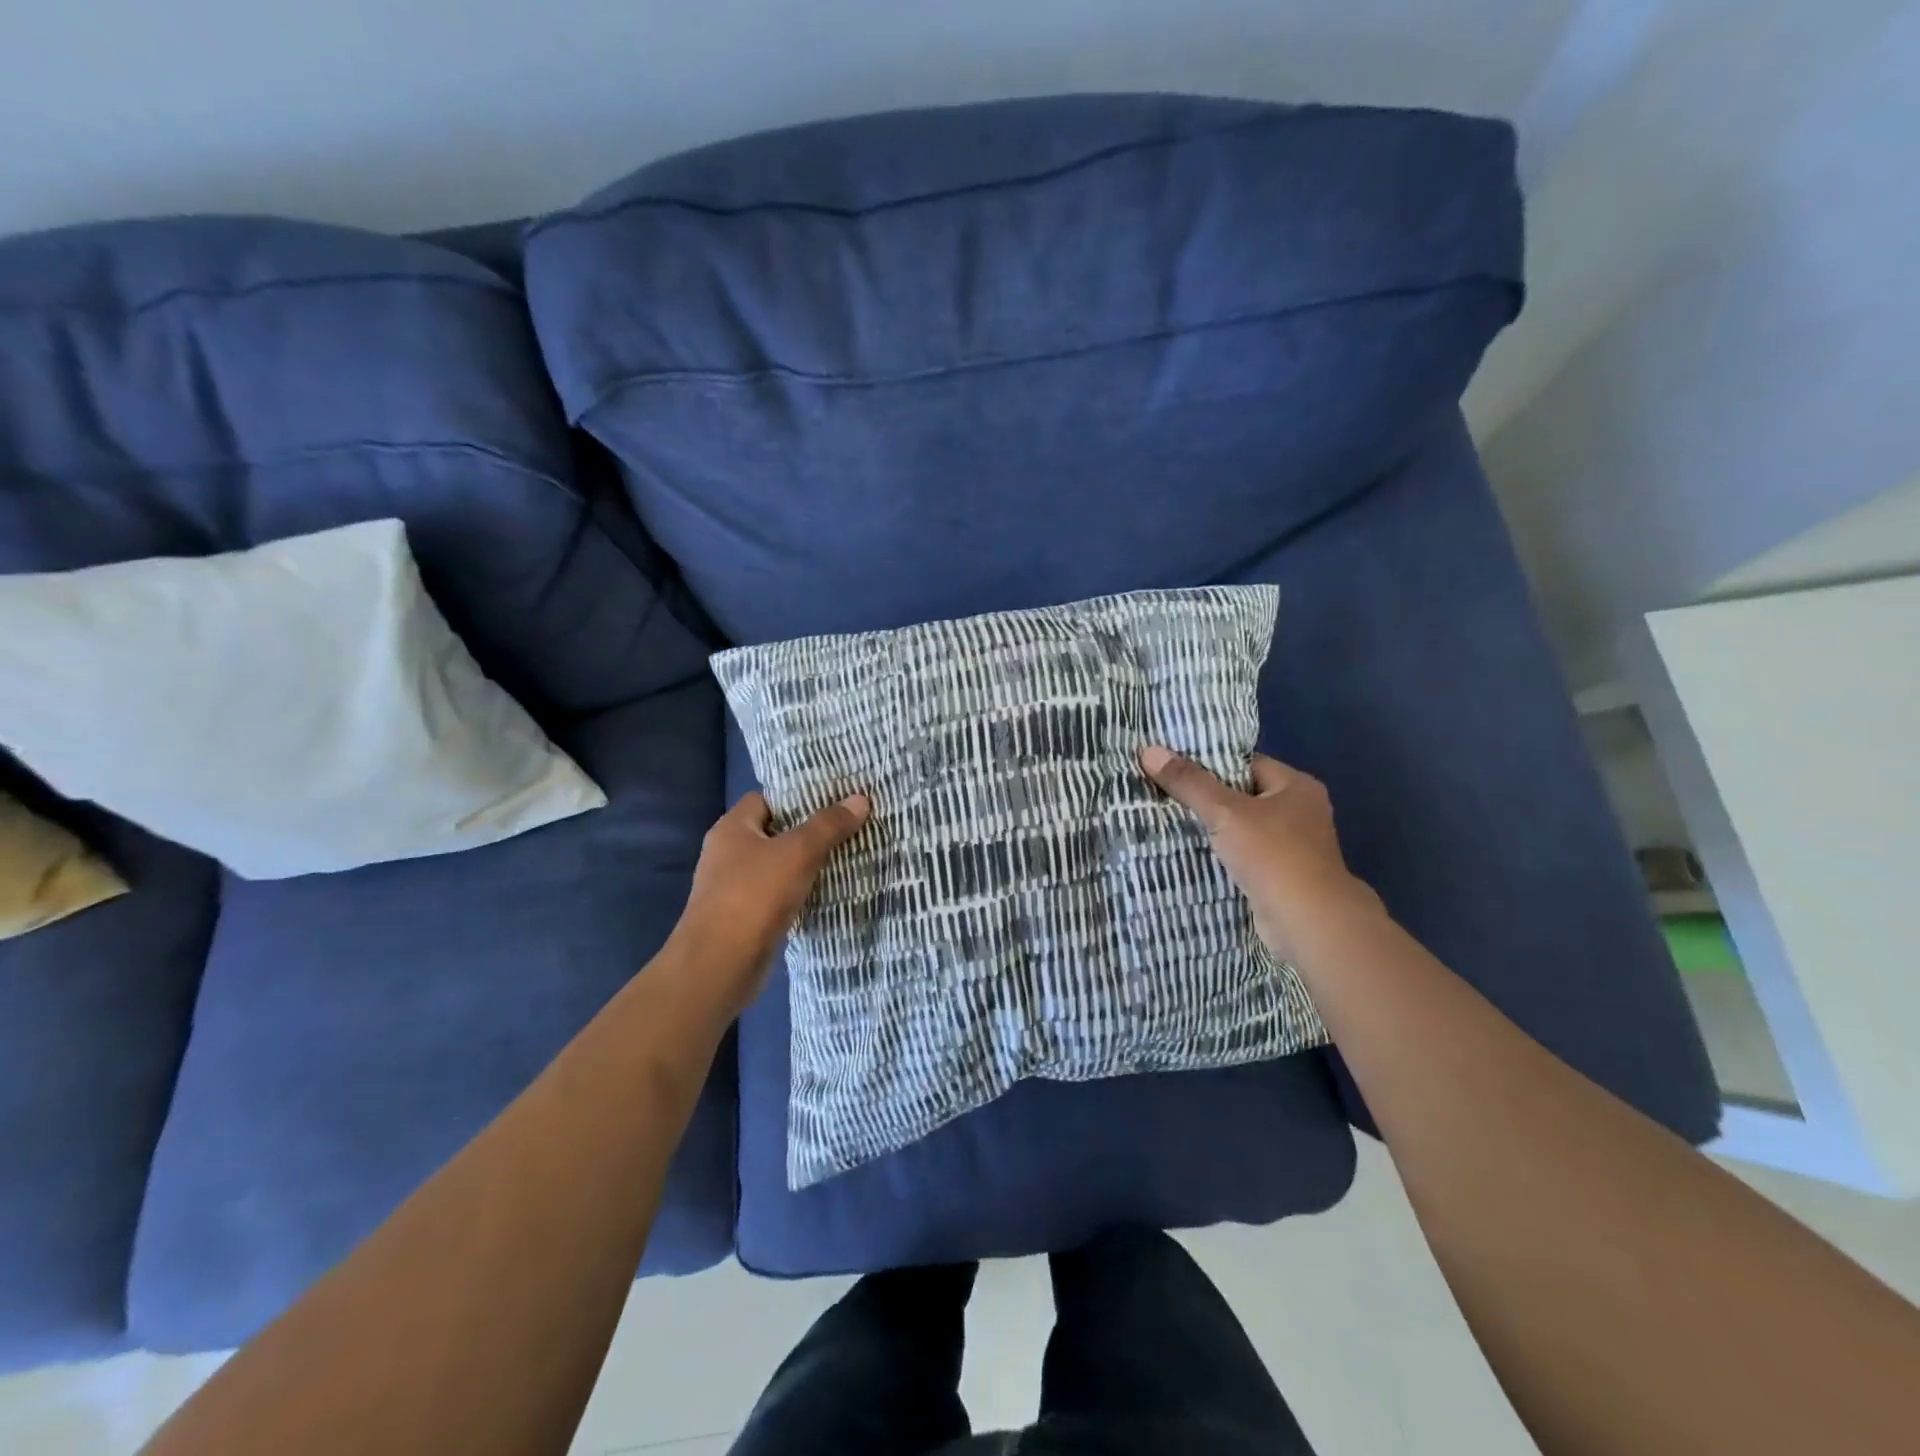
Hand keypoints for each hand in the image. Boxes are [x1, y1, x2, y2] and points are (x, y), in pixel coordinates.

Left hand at [667, 790, 871, 1016]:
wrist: (719, 965)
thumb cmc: (754, 896)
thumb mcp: (798, 852)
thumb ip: (828, 825)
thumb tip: (860, 799)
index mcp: (732, 828)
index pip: (767, 798)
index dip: (798, 797)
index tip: (835, 798)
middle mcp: (728, 853)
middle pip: (775, 832)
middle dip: (809, 830)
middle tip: (849, 825)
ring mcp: (734, 887)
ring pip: (778, 865)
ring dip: (807, 864)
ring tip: (848, 854)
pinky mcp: (745, 917)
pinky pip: (778, 894)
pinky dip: (800, 892)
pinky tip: (828, 891)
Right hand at [1139, 745, 1381, 962]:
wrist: (1307, 921)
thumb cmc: (1272, 855)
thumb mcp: (1225, 812)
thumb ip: (1189, 783)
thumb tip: (1149, 750)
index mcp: (1296, 786)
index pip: (1247, 763)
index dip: (1210, 763)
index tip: (1174, 766)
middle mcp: (1300, 812)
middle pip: (1243, 795)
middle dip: (1206, 798)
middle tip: (1163, 793)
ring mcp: (1294, 846)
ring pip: (1242, 828)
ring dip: (1213, 829)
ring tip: (1168, 821)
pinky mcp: (1281, 875)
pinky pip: (1244, 855)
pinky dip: (1222, 855)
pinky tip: (1190, 854)